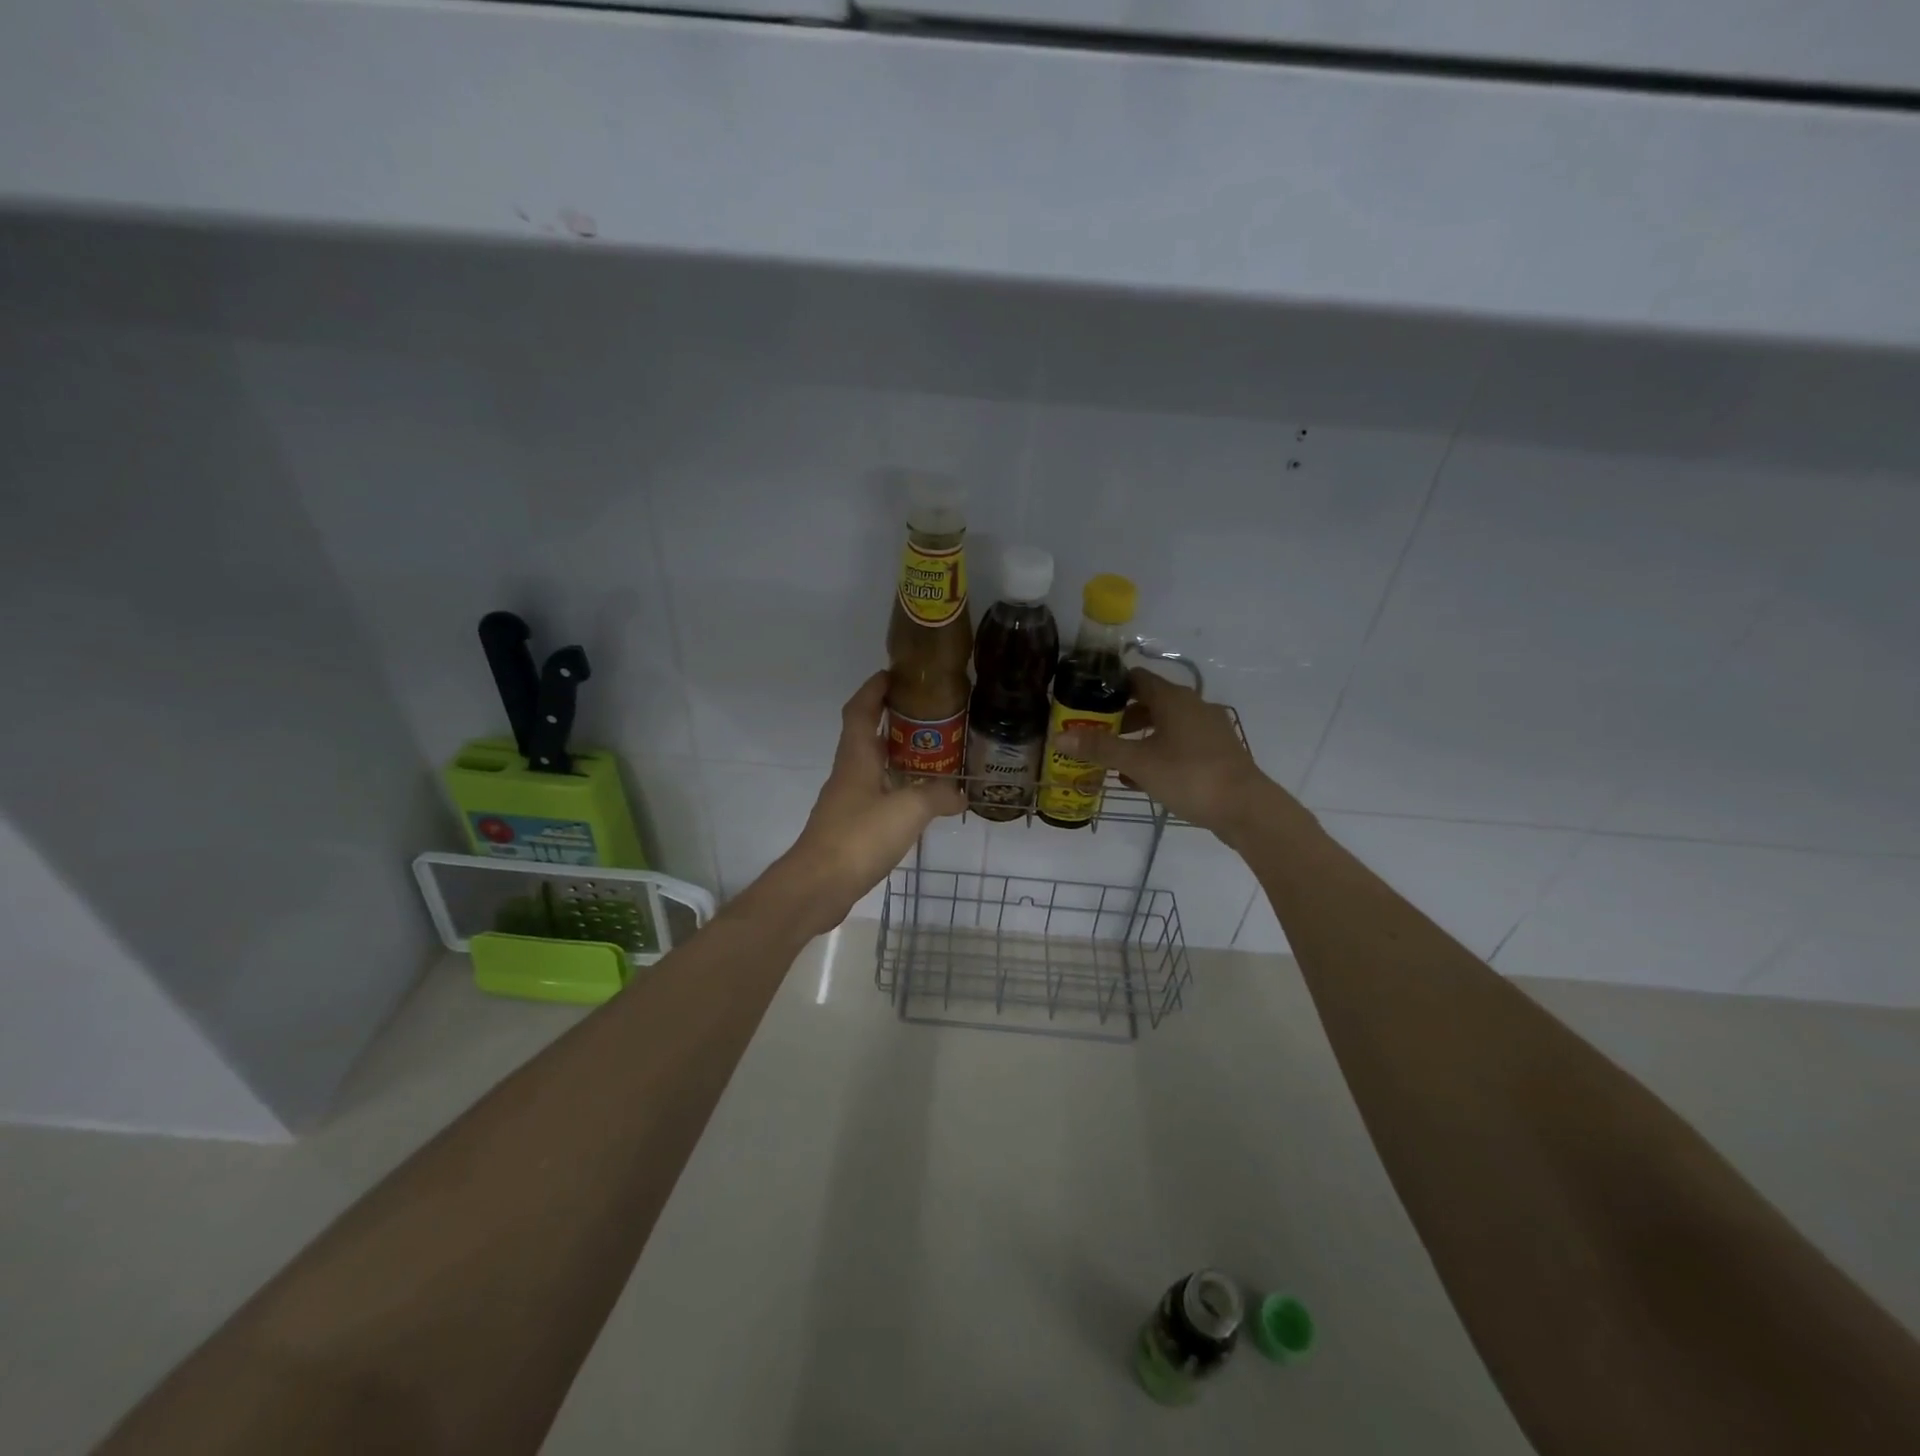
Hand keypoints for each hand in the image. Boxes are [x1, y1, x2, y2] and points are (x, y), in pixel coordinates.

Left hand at [762, 671, 964, 935]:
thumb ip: (936, 797)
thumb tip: (959, 794)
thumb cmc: (858, 837)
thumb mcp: (907, 811)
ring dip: (897, 757)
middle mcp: (848, 772)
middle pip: (867, 735)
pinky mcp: (849, 827)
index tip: (895, 674)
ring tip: (933, 756)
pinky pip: (877, 796)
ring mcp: (847, 801)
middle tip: (930, 717)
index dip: (875, 688)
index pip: (860, 709)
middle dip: (894, 721)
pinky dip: (897, 790)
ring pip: (873, 767)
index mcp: (856, 757)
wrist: (817, 886)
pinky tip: (919, 802)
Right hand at [1057, 668, 1283, 838]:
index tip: (1085, 702)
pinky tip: (1141, 778)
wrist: (1246, 808)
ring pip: (1164, 725)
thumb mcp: (1138, 763)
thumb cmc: (1189, 776)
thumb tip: (1059, 737)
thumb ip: (1100, 748)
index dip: (1109, 687)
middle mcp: (1192, 705)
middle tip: (1094, 735)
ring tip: (1114, 761)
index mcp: (1173, 699)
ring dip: (1138, 739)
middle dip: (1120, 718)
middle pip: (1149, 702)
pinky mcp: (1217, 751)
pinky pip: (1179, 743)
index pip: (1135, 678)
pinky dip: (1158, 753)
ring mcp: (1208, 728)